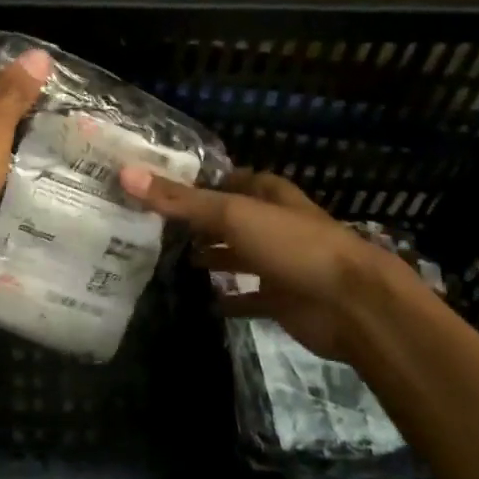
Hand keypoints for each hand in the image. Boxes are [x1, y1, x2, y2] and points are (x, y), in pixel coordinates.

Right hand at [120, 166, 388, 360]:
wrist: (352, 304)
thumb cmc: (293, 245)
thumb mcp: (232, 214)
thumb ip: (180, 200)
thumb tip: (126, 174)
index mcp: (266, 194)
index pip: (226, 179)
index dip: (195, 182)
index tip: (156, 186)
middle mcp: (272, 223)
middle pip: (228, 217)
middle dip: (196, 221)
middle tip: (150, 225)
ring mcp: (278, 262)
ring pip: (236, 255)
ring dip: (210, 257)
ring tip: (168, 260)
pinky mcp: (281, 299)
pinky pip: (248, 297)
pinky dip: (229, 299)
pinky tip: (202, 302)